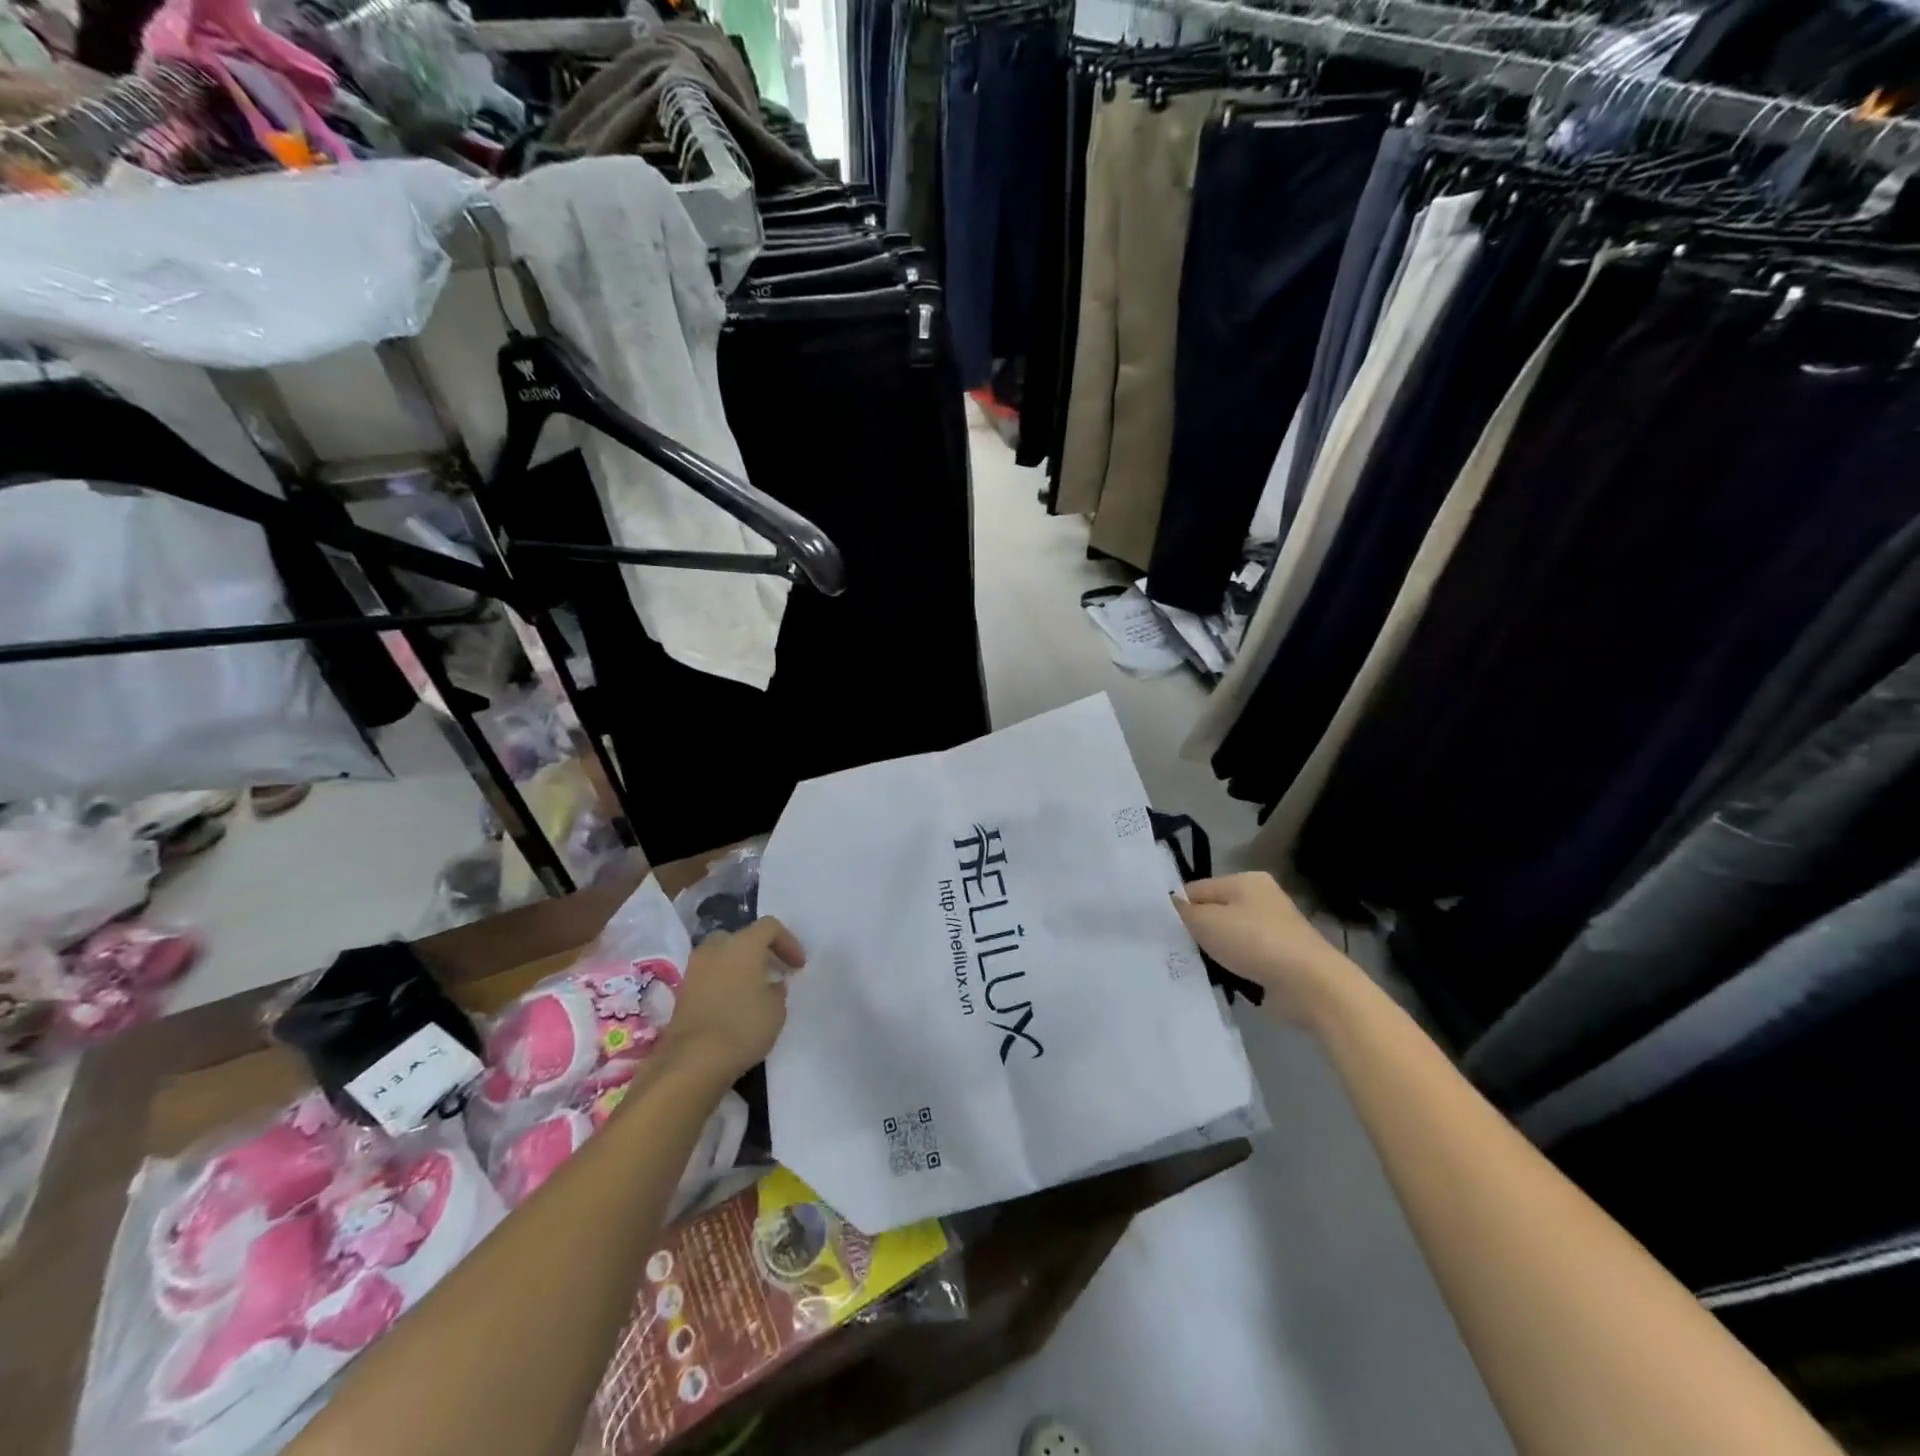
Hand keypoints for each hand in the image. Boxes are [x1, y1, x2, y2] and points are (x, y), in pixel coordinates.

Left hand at [660, 918, 805, 1080]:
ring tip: (754, 990)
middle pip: (741, 937)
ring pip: (722, 956)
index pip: (770, 927)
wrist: (693, 1061)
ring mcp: (695, 969)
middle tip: (772, 971)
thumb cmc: (743, 1026)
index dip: (788, 942)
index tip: (798, 966)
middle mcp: (716, 948)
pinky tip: (734, 1005)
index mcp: (743, 944)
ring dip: (739, 967)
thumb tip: (770, 985)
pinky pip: (709, 976)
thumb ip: (777, 990)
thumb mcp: (776, 1010)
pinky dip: (723, 983)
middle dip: (759, 951)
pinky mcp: (683, 991)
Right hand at [1175, 873, 1357, 1026]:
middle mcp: (1260, 900)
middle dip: (1194, 932)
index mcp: (1245, 880)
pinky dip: (1229, 969)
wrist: (1310, 985)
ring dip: (1211, 954)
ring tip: (1192, 968)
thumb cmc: (1255, 942)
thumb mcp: (1206, 921)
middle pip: (1212, 913)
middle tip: (1173, 950)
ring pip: (1225, 939)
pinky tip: (1216, 980)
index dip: (1177, 909)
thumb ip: (1182, 912)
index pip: (1196, 889)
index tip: (1160, 931)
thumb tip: (1168, 905)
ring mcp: (1271, 930)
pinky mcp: (1277, 959)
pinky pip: (1241, 960)